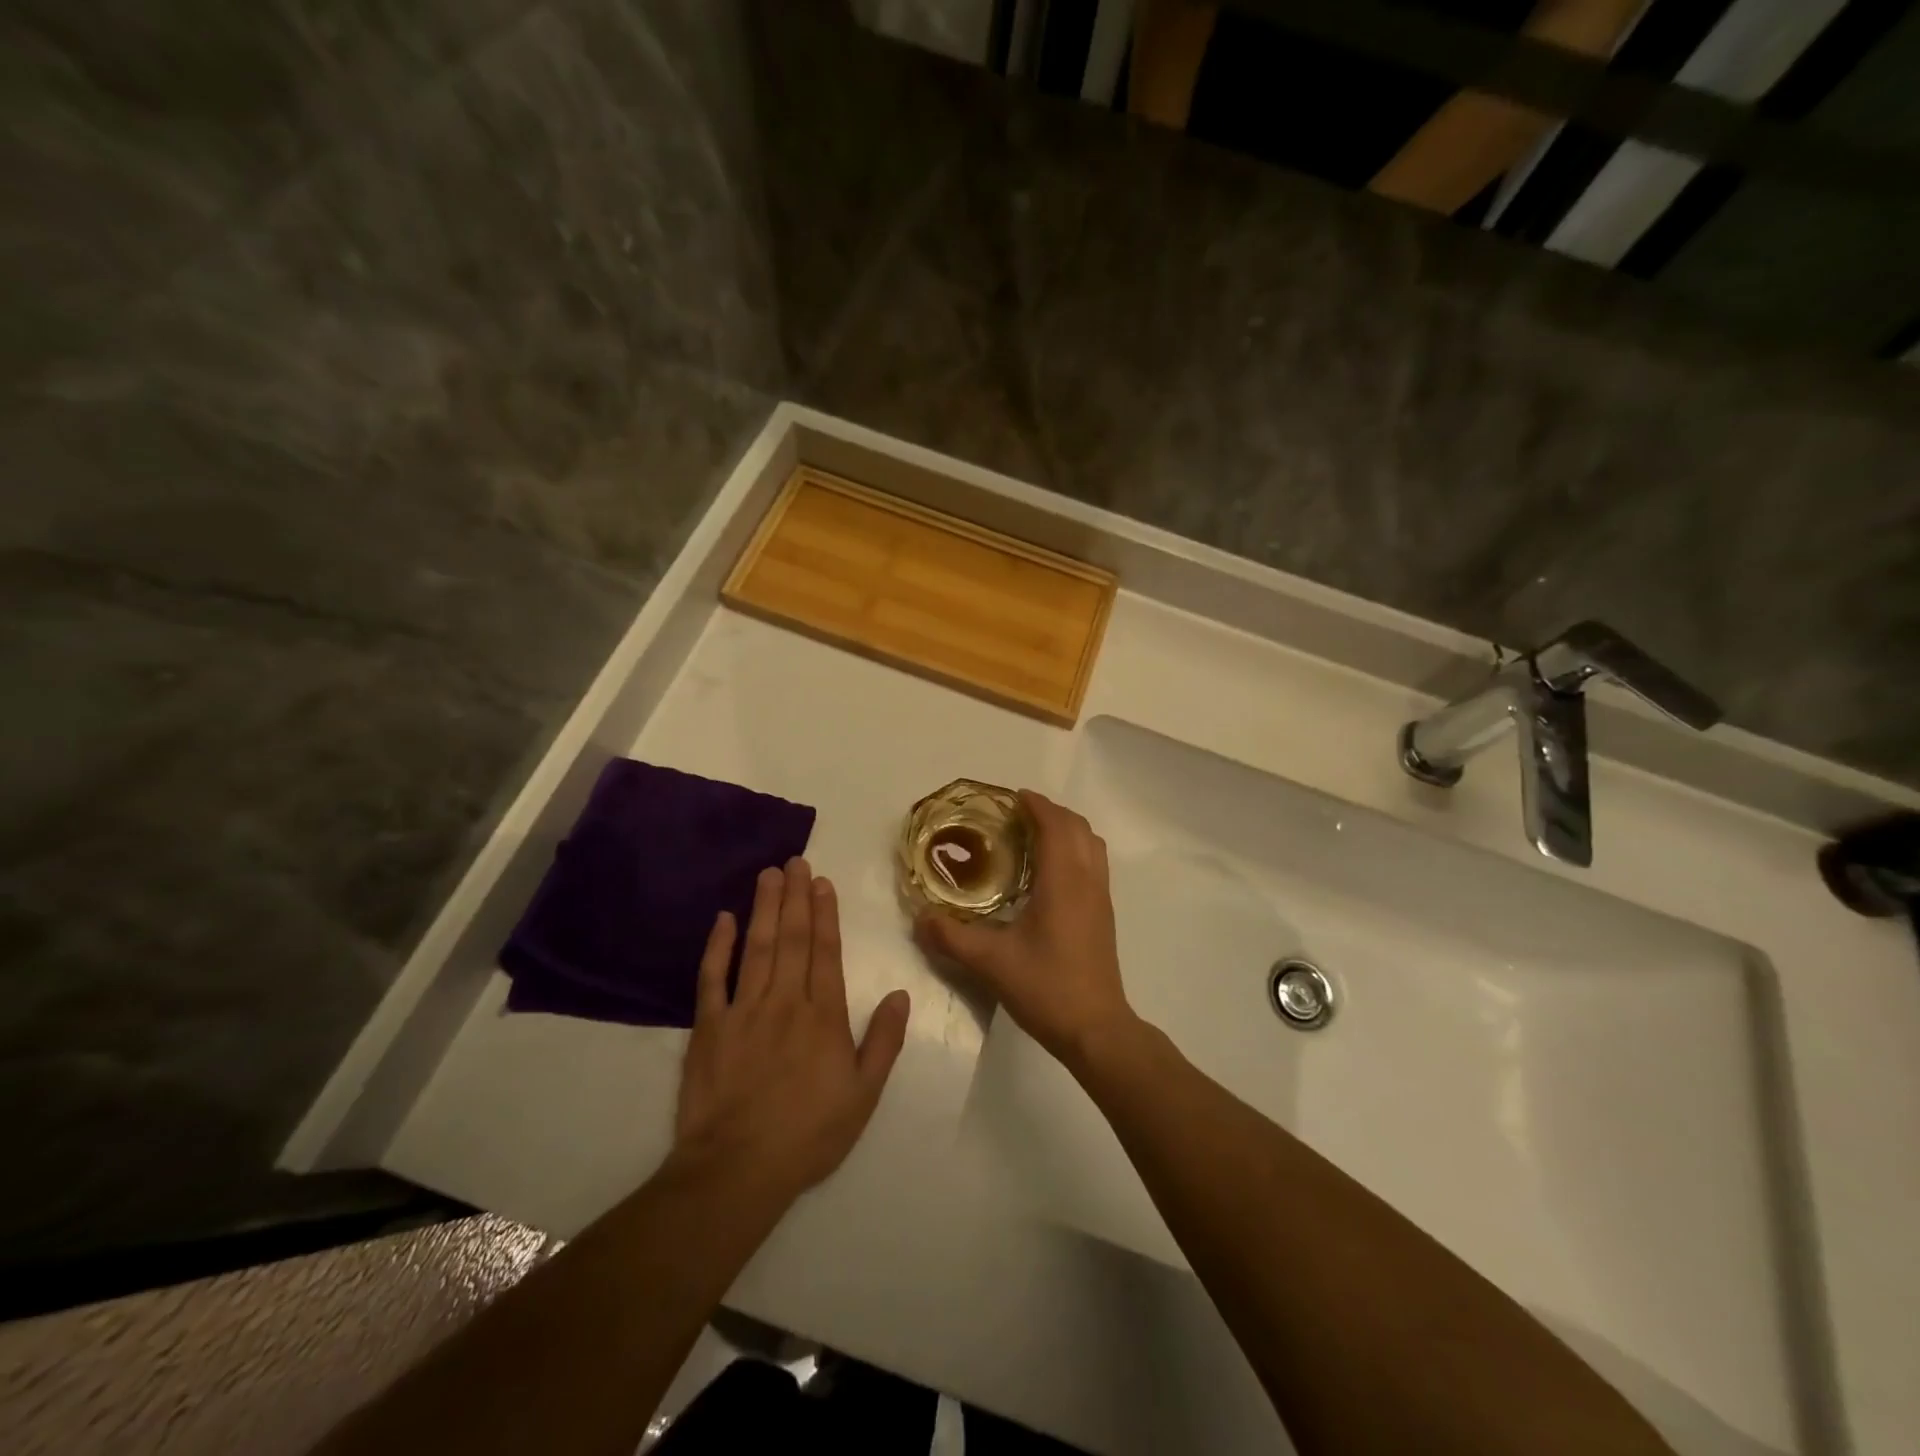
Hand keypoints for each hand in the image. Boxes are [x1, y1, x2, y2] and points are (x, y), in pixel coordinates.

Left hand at [673, 858, 910, 1202]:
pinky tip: (723, 919)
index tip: (823, 883)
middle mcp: (786, 1001)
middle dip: (796, 897)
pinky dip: (717, 946)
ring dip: (764, 907)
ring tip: (768, 874)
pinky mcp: (709, 1026)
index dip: (825, 914)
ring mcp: (744, 1010)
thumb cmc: (809, 1134)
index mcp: (824, 1015)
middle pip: (792, 938)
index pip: (826, 952)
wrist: (738, 1169)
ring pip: (757, 946)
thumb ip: (884, 1041)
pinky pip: (712, 977)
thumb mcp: (863, 1095)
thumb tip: (901, 994)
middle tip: (796, 861)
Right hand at [913, 791, 1135, 1067]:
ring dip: (1066, 830)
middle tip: (1017, 815)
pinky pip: (1094, 864)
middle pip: (1078, 827)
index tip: (1012, 797)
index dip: (1036, 805)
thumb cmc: (1047, 988)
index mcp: (1063, 882)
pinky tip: (1048, 874)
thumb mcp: (991, 963)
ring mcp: (1101, 898)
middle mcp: (1087, 881)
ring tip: (1034, 837)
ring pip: (1091, 844)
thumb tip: (919, 918)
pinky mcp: (1104, 915)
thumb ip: (952, 937)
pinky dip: (1074, 850)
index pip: (1055, 826)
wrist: (1096, 1029)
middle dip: (1050, 813)